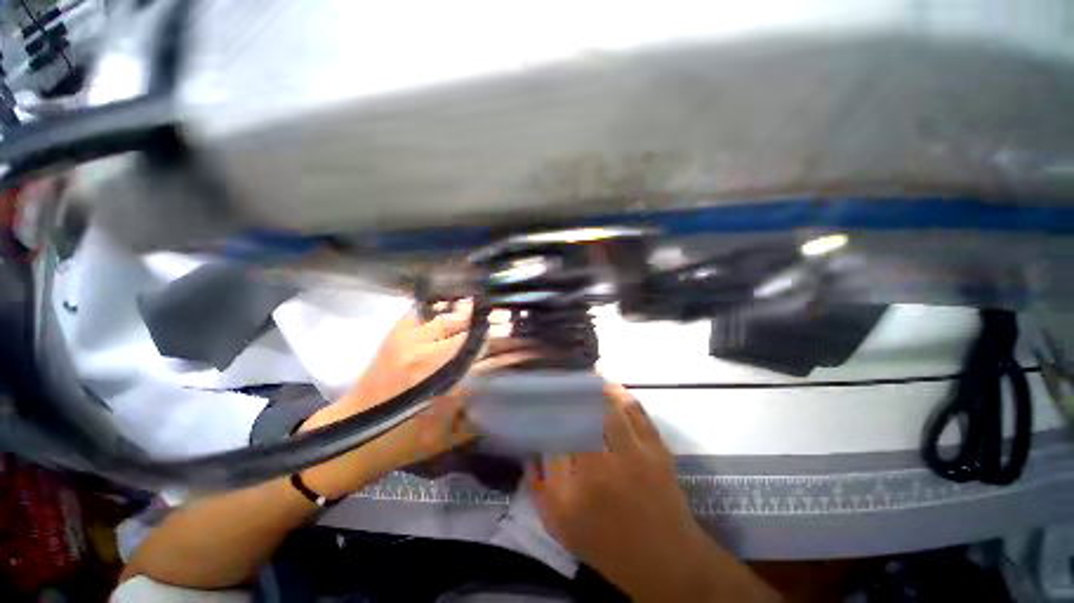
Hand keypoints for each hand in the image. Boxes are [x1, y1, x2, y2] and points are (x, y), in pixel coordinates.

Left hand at [300, 302, 533, 497]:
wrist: (354, 435)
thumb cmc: (408, 442)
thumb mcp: (455, 435)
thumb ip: (486, 410)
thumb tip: (512, 388)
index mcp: (451, 386)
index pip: (495, 358)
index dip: (516, 349)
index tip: (531, 345)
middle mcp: (434, 358)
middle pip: (479, 334)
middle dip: (502, 330)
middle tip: (515, 327)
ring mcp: (413, 340)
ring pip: (457, 318)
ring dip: (477, 317)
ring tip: (491, 315)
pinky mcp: (397, 332)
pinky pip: (428, 311)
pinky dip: (445, 309)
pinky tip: (457, 310)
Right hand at [528, 385, 778, 601]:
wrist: (665, 560)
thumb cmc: (607, 544)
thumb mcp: (562, 525)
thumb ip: (541, 487)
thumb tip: (531, 451)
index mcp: (581, 482)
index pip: (560, 432)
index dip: (551, 410)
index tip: (542, 399)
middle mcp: (608, 461)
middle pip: (586, 412)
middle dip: (573, 393)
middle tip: (562, 382)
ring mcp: (637, 451)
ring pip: (612, 406)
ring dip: (597, 388)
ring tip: (585, 376)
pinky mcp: (657, 447)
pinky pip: (637, 412)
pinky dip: (623, 395)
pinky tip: (612, 388)